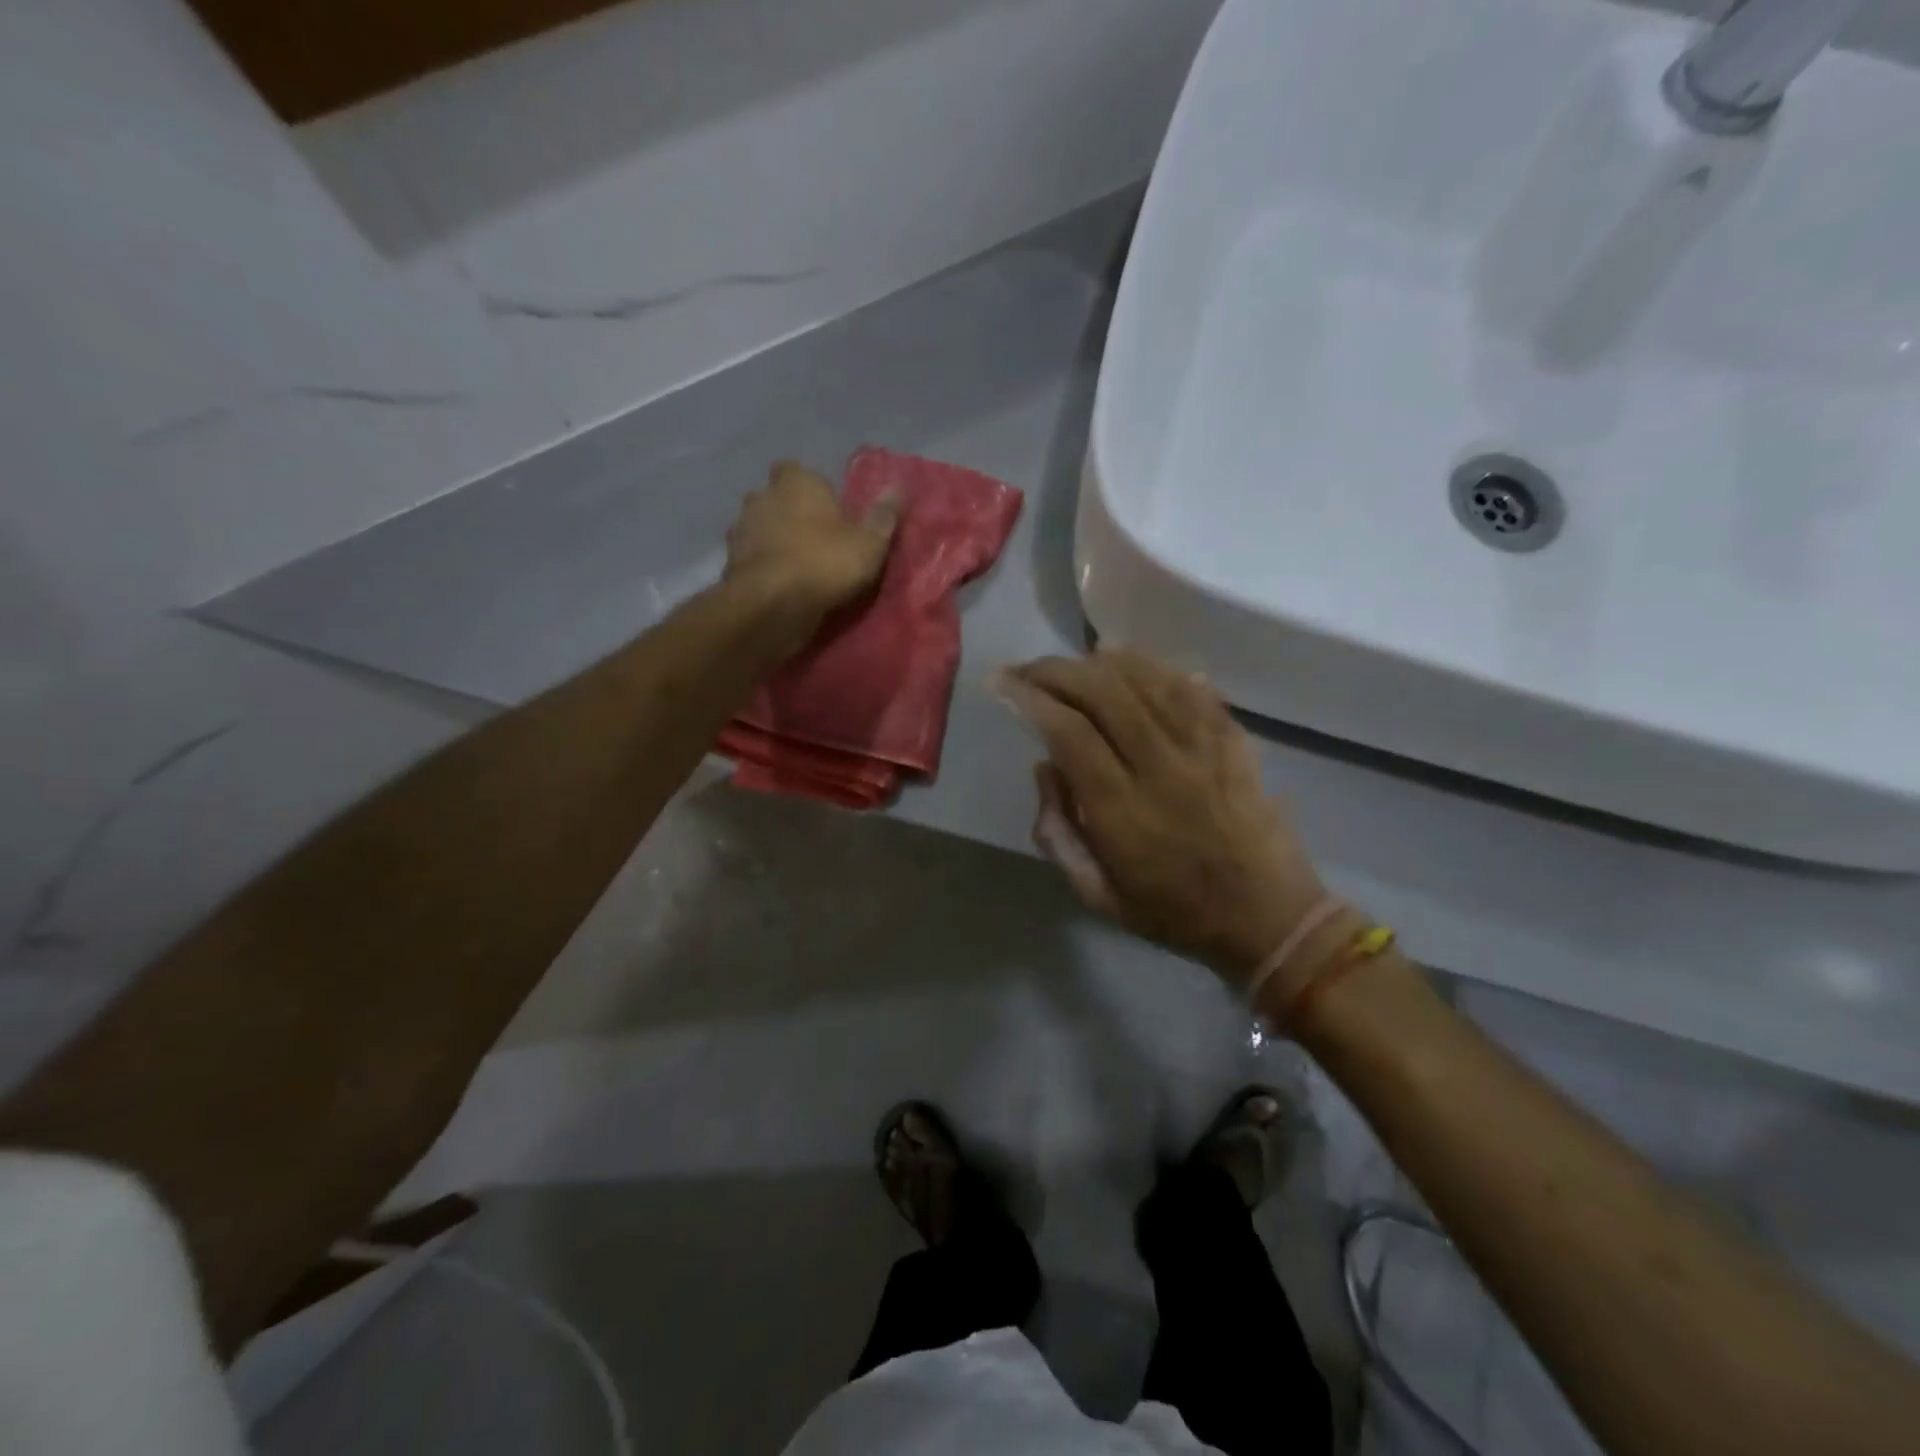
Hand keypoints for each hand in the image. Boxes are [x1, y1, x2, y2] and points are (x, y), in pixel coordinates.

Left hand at [724, 461, 898, 649]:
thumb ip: (882, 516)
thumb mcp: (868, 544)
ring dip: (772, 540)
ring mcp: (741, 528)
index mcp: (797, 482)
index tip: (828, 510)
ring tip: (796, 565)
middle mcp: (763, 496)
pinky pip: (751, 557)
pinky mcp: (730, 562)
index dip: (812, 489)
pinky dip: (761, 566)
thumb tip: (898, 487)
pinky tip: (778, 584)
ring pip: (759, 527)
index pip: (800, 471)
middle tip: (813, 537)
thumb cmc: (824, 563)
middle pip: (776, 497)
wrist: (771, 604)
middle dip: (789, 512)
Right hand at [994, 648, 1340, 993]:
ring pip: (1147, 681)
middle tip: (1029, 669)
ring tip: (1074, 662)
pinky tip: (1130, 659)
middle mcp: (1162, 769)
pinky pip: (1190, 688)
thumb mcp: (1098, 894)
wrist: (1269, 917)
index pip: (1068, 733)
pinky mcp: (1234, 740)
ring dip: (1102, 662)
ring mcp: (1204, 749)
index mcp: (1123, 812)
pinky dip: (1154, 666)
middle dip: (1057, 671)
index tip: (1002, 682)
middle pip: (1104, 694)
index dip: (1030, 699)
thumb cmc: (1175, 912)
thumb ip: (1059, 834)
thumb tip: (1045, 767)